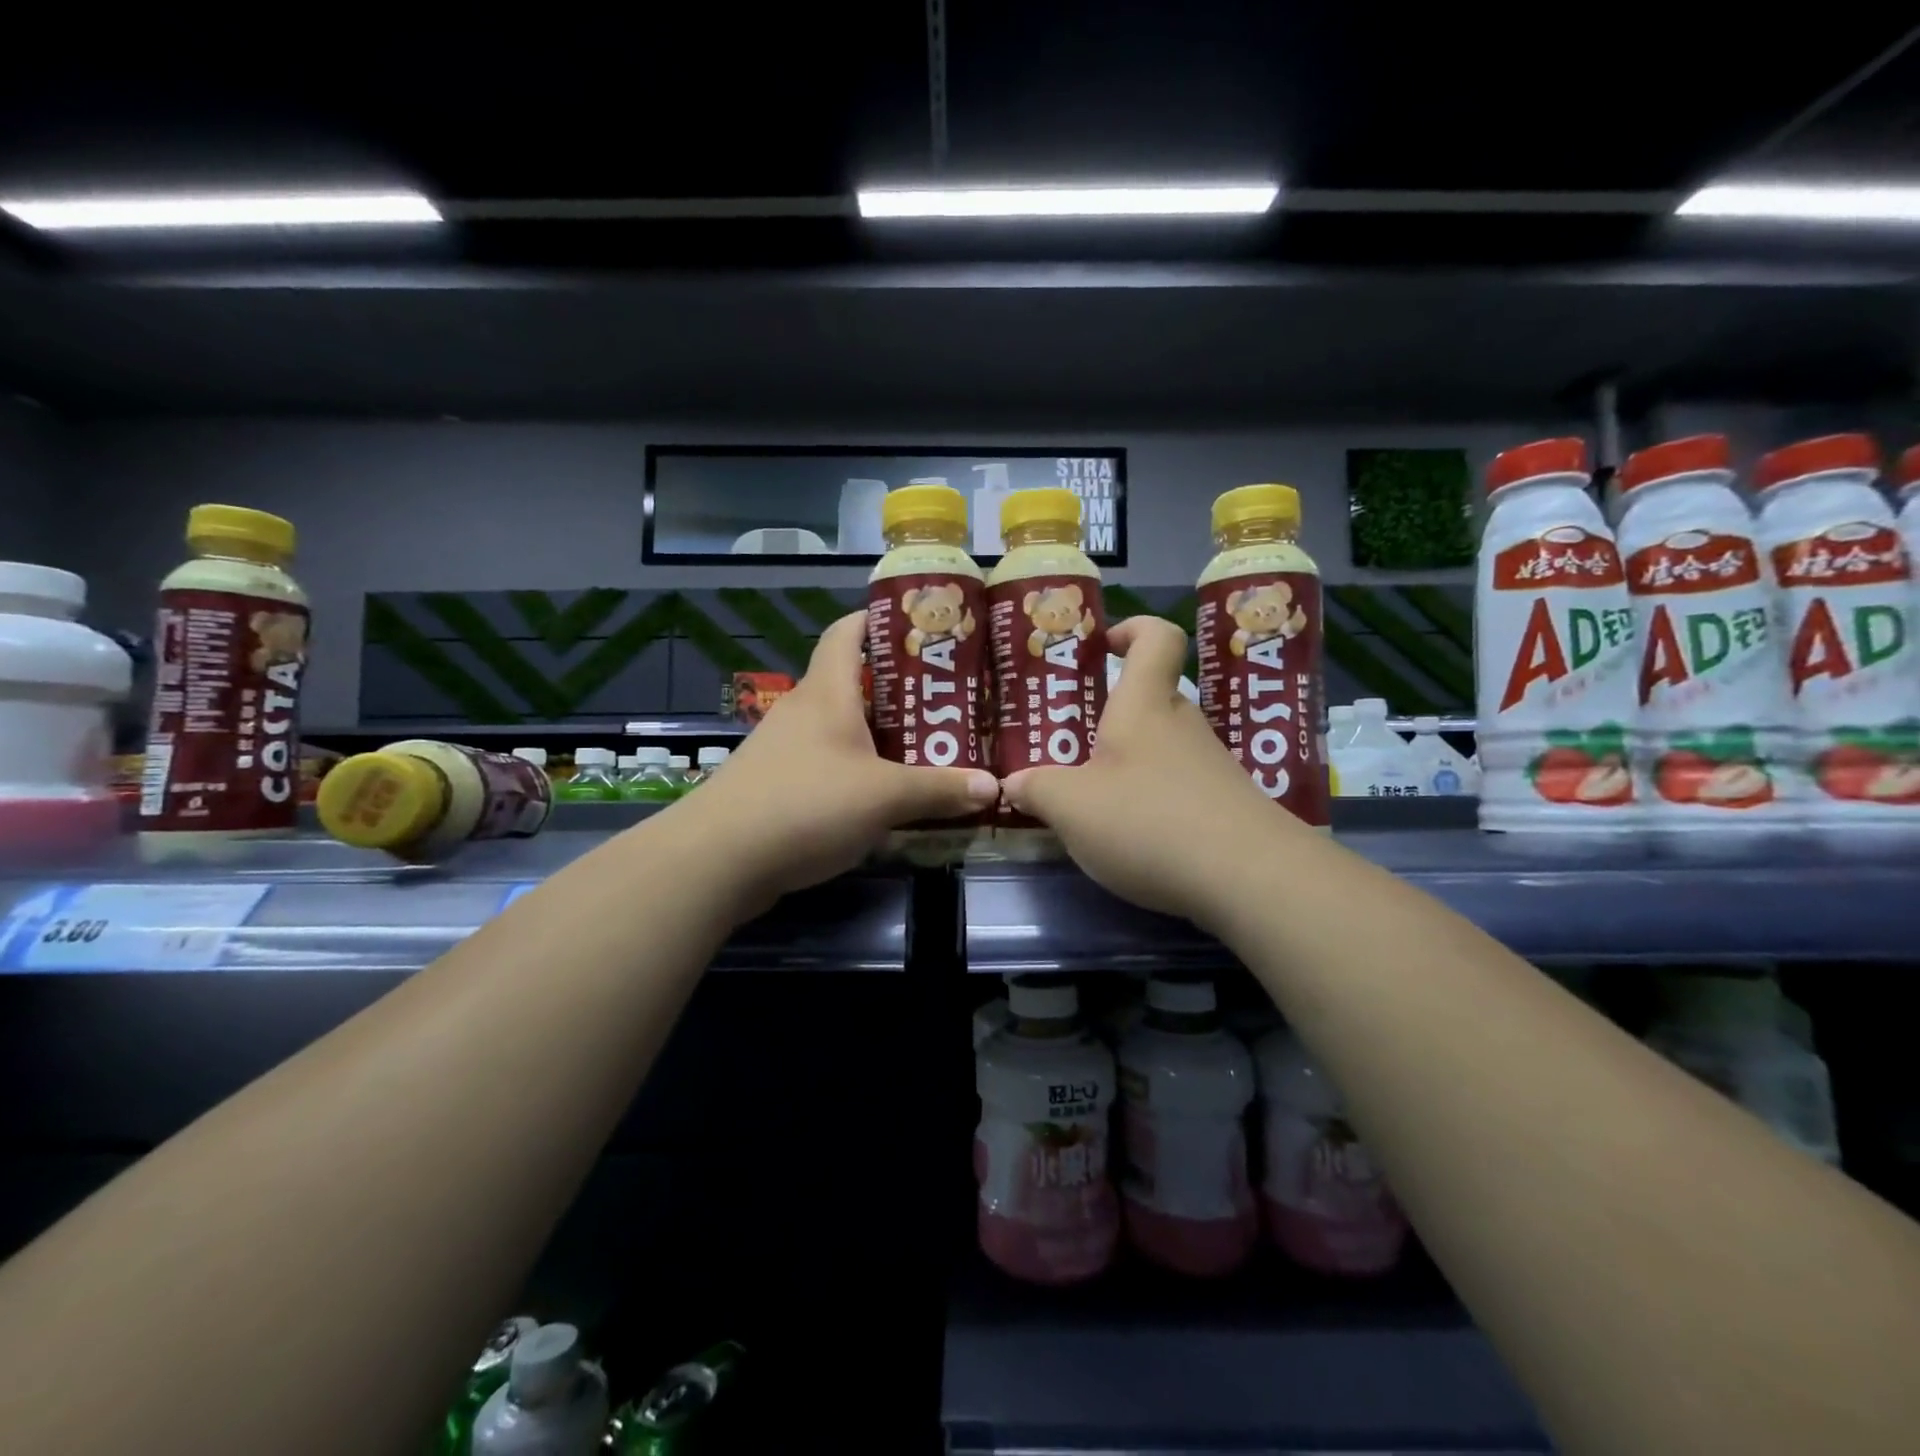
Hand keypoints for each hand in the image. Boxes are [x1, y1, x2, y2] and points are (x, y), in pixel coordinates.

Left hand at [684, 613, 998, 913]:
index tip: (918, 626)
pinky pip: (827, 765)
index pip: (846, 632)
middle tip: (944, 700)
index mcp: (826, 692)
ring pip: (841, 728)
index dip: (877, 619)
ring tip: (926, 746)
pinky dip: (858, 770)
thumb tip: (994, 786)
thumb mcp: (885, 797)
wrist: (719, 859)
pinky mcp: (777, 786)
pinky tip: (884, 794)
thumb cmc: (806, 804)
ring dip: (879, 735)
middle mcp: (803, 711)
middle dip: (896, 689)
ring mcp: (785, 749)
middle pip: (851, 683)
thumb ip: (940, 789)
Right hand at [1002, 617, 1293, 926]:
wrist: (1248, 878)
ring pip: (1163, 748)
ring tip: (1091, 800)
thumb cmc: (1148, 820)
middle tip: (1072, 742)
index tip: (1102, 646)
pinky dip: (1151, 801)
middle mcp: (1183, 725)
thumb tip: (1014, 784)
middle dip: (1111, 715)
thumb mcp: (1071, 807)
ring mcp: (1210, 767)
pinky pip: (1179, 787)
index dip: (1132, 629)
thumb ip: (1036, 790)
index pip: (1155, 638)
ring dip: (1128, 765)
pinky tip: (1132, 838)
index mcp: (1144, 705)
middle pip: (1152, 699)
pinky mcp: (1225, 807)